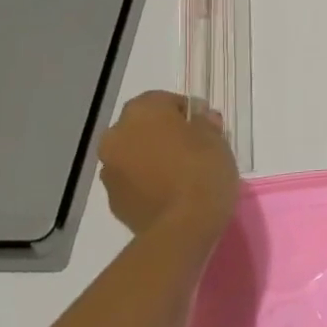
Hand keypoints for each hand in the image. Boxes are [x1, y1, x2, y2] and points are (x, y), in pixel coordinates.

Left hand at [97, 91, 237, 238]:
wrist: (182, 226)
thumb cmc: (203, 171)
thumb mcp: (217, 139)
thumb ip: (204, 123)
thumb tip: (198, 118)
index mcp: (143, 113)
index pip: (162, 100)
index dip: (185, 110)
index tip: (204, 125)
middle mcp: (117, 135)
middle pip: (141, 126)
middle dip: (162, 133)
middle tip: (191, 147)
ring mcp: (109, 169)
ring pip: (132, 153)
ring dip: (150, 157)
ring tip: (179, 173)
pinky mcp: (111, 198)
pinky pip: (130, 180)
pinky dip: (145, 181)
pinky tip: (168, 192)